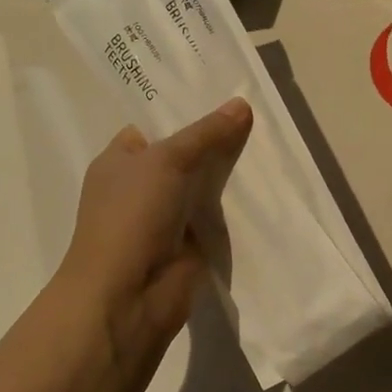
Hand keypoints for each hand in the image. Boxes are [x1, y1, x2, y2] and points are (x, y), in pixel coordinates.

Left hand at [52, 98, 252, 378]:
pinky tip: (268, 187)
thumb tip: (242, 104)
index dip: (184, 112)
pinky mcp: (190, 244)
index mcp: (120, 161)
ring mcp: (166, 217)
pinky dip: (236, 206)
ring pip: (203, 185)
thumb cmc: (132, 216)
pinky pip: (217, 215)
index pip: (153, 127)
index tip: (224, 96)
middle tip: (257, 117)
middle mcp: (140, 187)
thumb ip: (206, 133)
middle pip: (184, 155)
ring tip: (270, 144)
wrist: (128, 295)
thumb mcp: (167, 160)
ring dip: (230, 174)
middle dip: (215, 141)